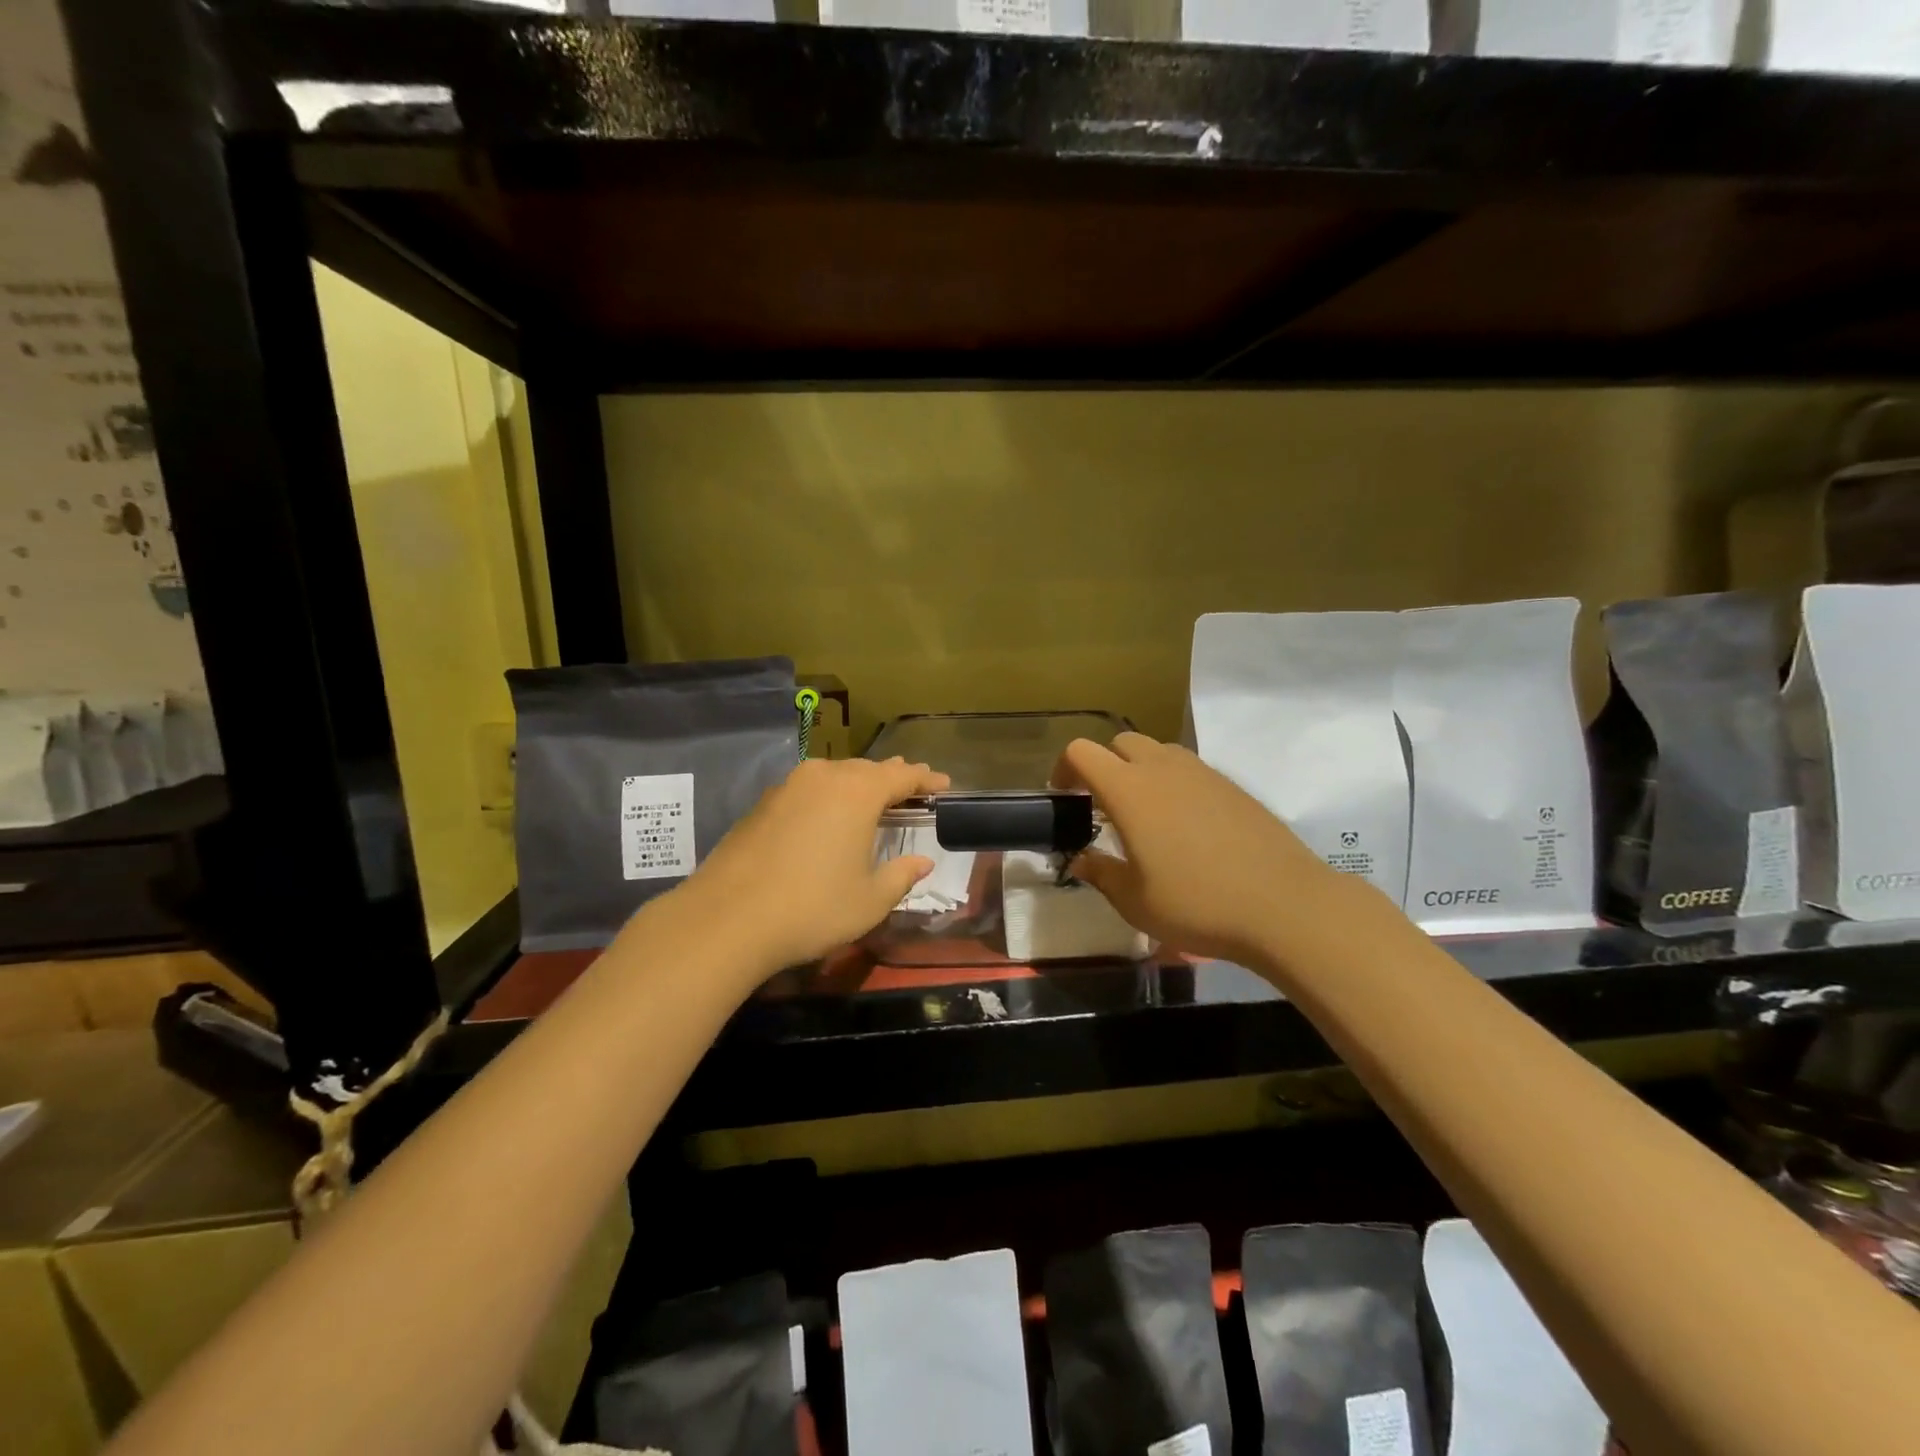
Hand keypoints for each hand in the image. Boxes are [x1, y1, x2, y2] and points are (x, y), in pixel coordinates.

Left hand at [669, 755, 949, 978]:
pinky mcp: (763, 803)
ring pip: (835, 775)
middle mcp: (824, 777)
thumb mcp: (870, 900)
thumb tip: (922, 862)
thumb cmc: (812, 908)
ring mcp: (789, 786)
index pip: (902, 776)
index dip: (926, 780)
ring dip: (859, 783)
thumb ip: (901, 876)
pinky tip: (829, 813)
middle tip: (913, 786)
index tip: (943, 784)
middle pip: (868, 769)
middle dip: (893, 777)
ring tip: (874, 794)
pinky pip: (810, 788)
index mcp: (858, 793)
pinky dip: (829, 795)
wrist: (727, 918)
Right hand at [1054, 732, 1337, 964]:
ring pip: (1158, 751)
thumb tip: (1083, 861)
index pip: (1081, 752)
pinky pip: (1189, 769)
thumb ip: (1101, 874)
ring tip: (1144, 813)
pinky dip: (1173, 782)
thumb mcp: (1135, 901)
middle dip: (1103, 765)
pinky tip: (1185, 825)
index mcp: (1128, 790)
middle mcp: (1162, 769)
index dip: (1064, 768)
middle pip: (1120, 742)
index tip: (1064, 796)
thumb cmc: (1197, 904)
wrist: (1284, 905)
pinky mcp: (1232, 785)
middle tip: (1102, 805)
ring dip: (1140, 770)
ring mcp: (1202, 772)